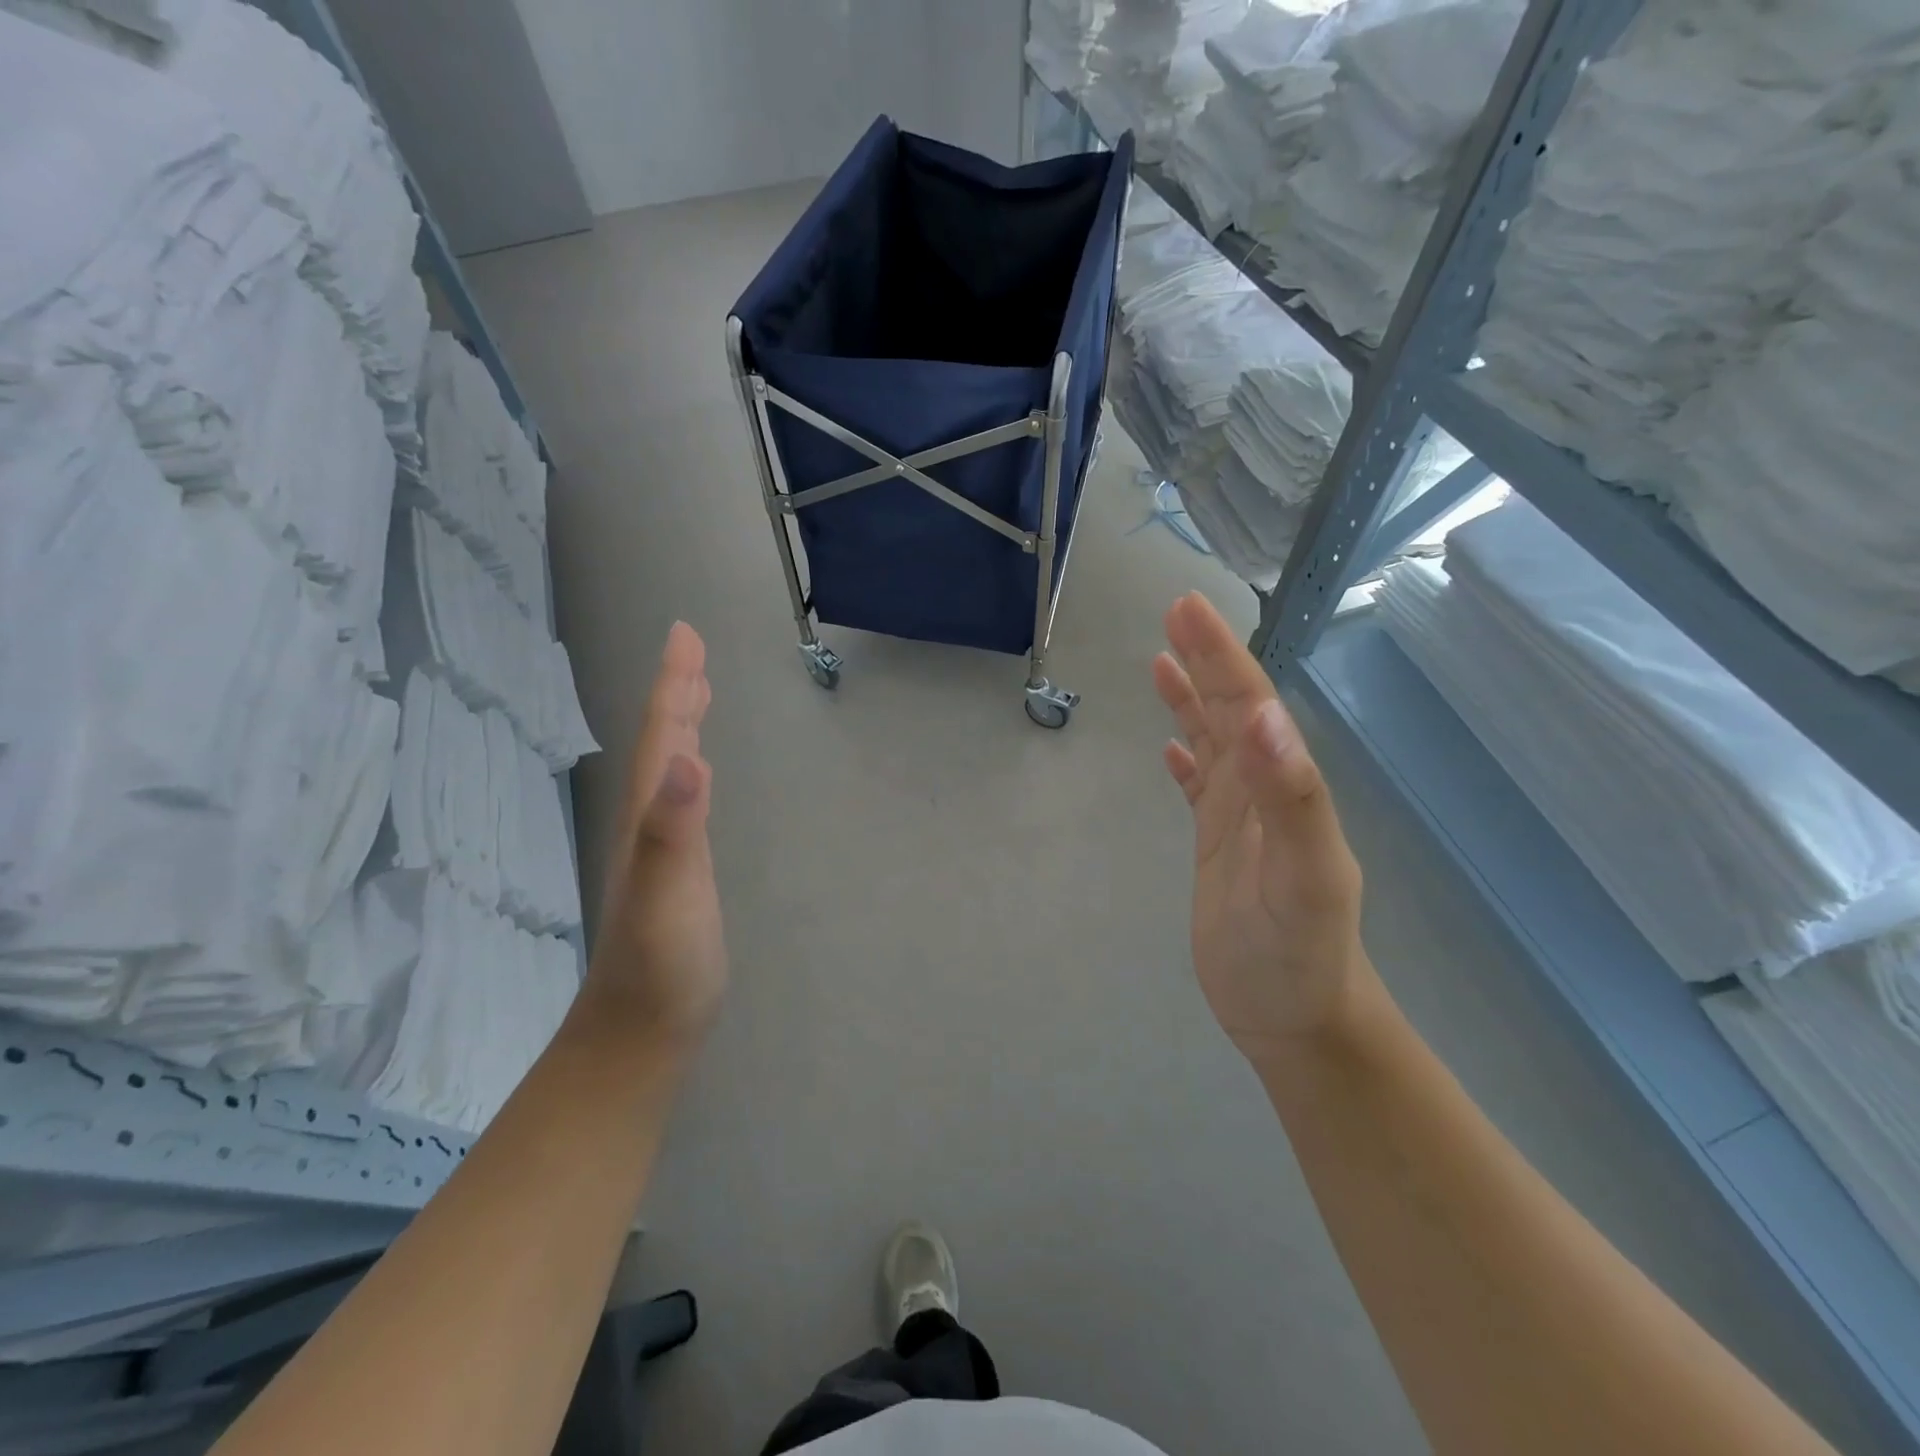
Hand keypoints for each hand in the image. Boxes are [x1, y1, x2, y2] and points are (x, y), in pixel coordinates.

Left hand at [581, 621, 726, 1054]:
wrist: (641, 1032)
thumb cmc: (660, 966)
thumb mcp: (668, 894)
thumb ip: (673, 829)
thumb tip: (690, 758)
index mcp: (649, 816)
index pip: (662, 736)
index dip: (674, 684)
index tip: (684, 633)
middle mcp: (649, 822)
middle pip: (662, 743)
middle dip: (678, 692)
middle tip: (693, 650)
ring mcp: (661, 848)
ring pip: (670, 769)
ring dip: (682, 725)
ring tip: (697, 694)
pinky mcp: (678, 872)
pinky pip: (683, 800)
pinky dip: (691, 770)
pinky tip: (699, 773)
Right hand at [1153, 593, 1374, 1062]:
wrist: (1297, 1020)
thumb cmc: (1298, 954)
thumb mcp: (1302, 877)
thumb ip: (1289, 797)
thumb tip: (1261, 715)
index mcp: (1283, 786)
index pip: (1249, 703)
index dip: (1219, 654)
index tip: (1185, 608)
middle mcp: (1264, 790)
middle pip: (1231, 711)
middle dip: (1204, 660)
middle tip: (1172, 614)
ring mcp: (1241, 819)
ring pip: (1214, 743)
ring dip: (1191, 700)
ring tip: (1161, 662)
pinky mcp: (1218, 847)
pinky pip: (1199, 789)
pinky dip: (1186, 760)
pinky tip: (1170, 748)